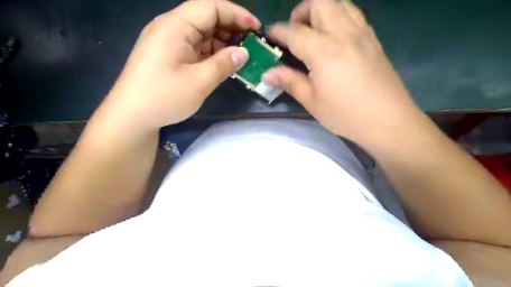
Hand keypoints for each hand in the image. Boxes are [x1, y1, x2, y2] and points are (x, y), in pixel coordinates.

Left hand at [93, 0, 258, 133]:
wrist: (132, 116)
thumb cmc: (164, 97)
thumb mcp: (199, 82)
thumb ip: (223, 64)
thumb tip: (244, 53)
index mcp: (175, 26)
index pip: (211, 7)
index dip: (237, 14)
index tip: (257, 28)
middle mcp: (171, 28)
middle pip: (206, 18)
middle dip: (232, 29)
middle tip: (252, 44)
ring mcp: (170, 42)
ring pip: (202, 34)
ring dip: (223, 43)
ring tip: (242, 55)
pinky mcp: (170, 56)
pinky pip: (196, 48)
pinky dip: (212, 53)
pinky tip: (224, 63)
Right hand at [263, 0, 427, 146]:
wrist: (388, 121)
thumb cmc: (345, 114)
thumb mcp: (312, 101)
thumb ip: (289, 81)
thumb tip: (267, 73)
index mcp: (324, 50)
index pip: (294, 31)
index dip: (277, 31)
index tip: (269, 36)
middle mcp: (343, 33)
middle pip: (319, 2)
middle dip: (300, 12)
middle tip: (294, 33)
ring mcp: (362, 33)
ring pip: (339, 2)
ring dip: (320, 10)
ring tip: (313, 32)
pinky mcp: (373, 39)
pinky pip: (353, 14)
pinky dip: (338, 16)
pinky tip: (334, 38)